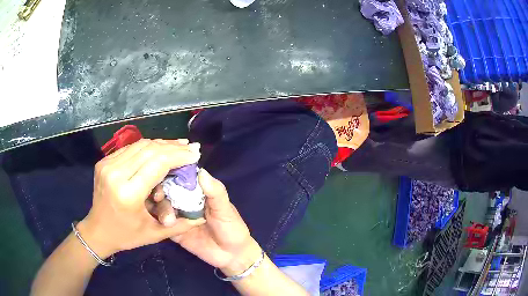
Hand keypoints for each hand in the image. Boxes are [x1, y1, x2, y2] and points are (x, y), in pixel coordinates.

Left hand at [77, 139, 204, 258]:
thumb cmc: (127, 236)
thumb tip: (201, 216)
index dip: (178, 156)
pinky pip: (130, 149)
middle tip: (189, 147)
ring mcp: (107, 165)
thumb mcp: (155, 234)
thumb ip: (180, 224)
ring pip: (139, 145)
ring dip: (161, 144)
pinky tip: (158, 149)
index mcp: (128, 194)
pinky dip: (147, 147)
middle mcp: (116, 174)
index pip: (157, 163)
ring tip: (177, 145)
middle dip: (172, 146)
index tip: (194, 154)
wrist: (98, 230)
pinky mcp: (104, 162)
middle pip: (149, 150)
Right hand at [153, 169, 261, 275]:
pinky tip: (162, 224)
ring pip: (162, 205)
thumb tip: (201, 172)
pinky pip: (162, 224)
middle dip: (160, 190)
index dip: (170, 172)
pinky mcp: (173, 230)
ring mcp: (177, 215)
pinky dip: (159, 222)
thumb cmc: (232, 227)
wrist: (231, 255)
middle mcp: (184, 199)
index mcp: (197, 190)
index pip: (180, 176)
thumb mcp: (225, 209)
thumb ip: (215, 192)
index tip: (162, 172)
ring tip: (168, 219)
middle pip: (166, 189)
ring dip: (161, 208)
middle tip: (159, 197)